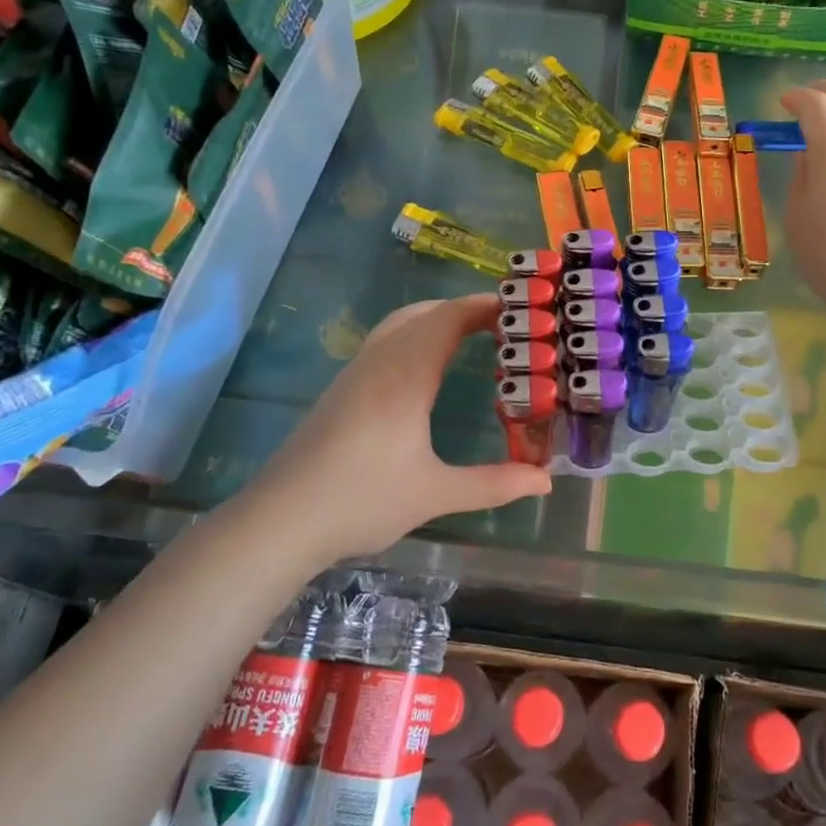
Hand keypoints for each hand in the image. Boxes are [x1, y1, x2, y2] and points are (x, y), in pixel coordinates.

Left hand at [248, 294, 551, 563]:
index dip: (485, 306)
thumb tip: (545, 480)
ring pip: (401, 324)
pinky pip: (386, 342)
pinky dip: (416, 336)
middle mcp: (380, 361)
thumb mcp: (436, 494)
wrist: (281, 519)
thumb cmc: (362, 500)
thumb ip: (494, 484)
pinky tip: (426, 370)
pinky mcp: (341, 389)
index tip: (521, 310)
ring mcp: (355, 373)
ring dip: (437, 320)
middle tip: (505, 326)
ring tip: (472, 338)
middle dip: (466, 310)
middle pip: (426, 313)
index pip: (449, 318)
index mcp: (406, 374)